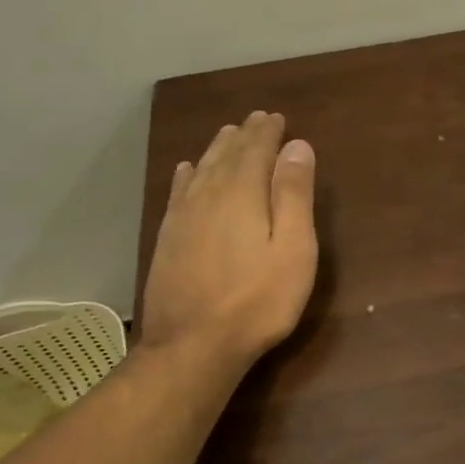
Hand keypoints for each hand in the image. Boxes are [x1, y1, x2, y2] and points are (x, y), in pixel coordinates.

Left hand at [140, 111, 318, 368]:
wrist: (193, 345)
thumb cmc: (258, 299)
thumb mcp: (293, 248)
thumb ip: (294, 194)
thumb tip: (297, 146)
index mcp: (243, 193)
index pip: (256, 149)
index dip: (268, 132)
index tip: (277, 118)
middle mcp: (209, 195)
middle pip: (227, 154)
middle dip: (244, 135)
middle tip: (256, 119)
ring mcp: (183, 216)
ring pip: (202, 169)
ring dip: (217, 149)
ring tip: (228, 135)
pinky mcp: (167, 238)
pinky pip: (177, 193)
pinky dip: (186, 176)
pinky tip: (186, 170)